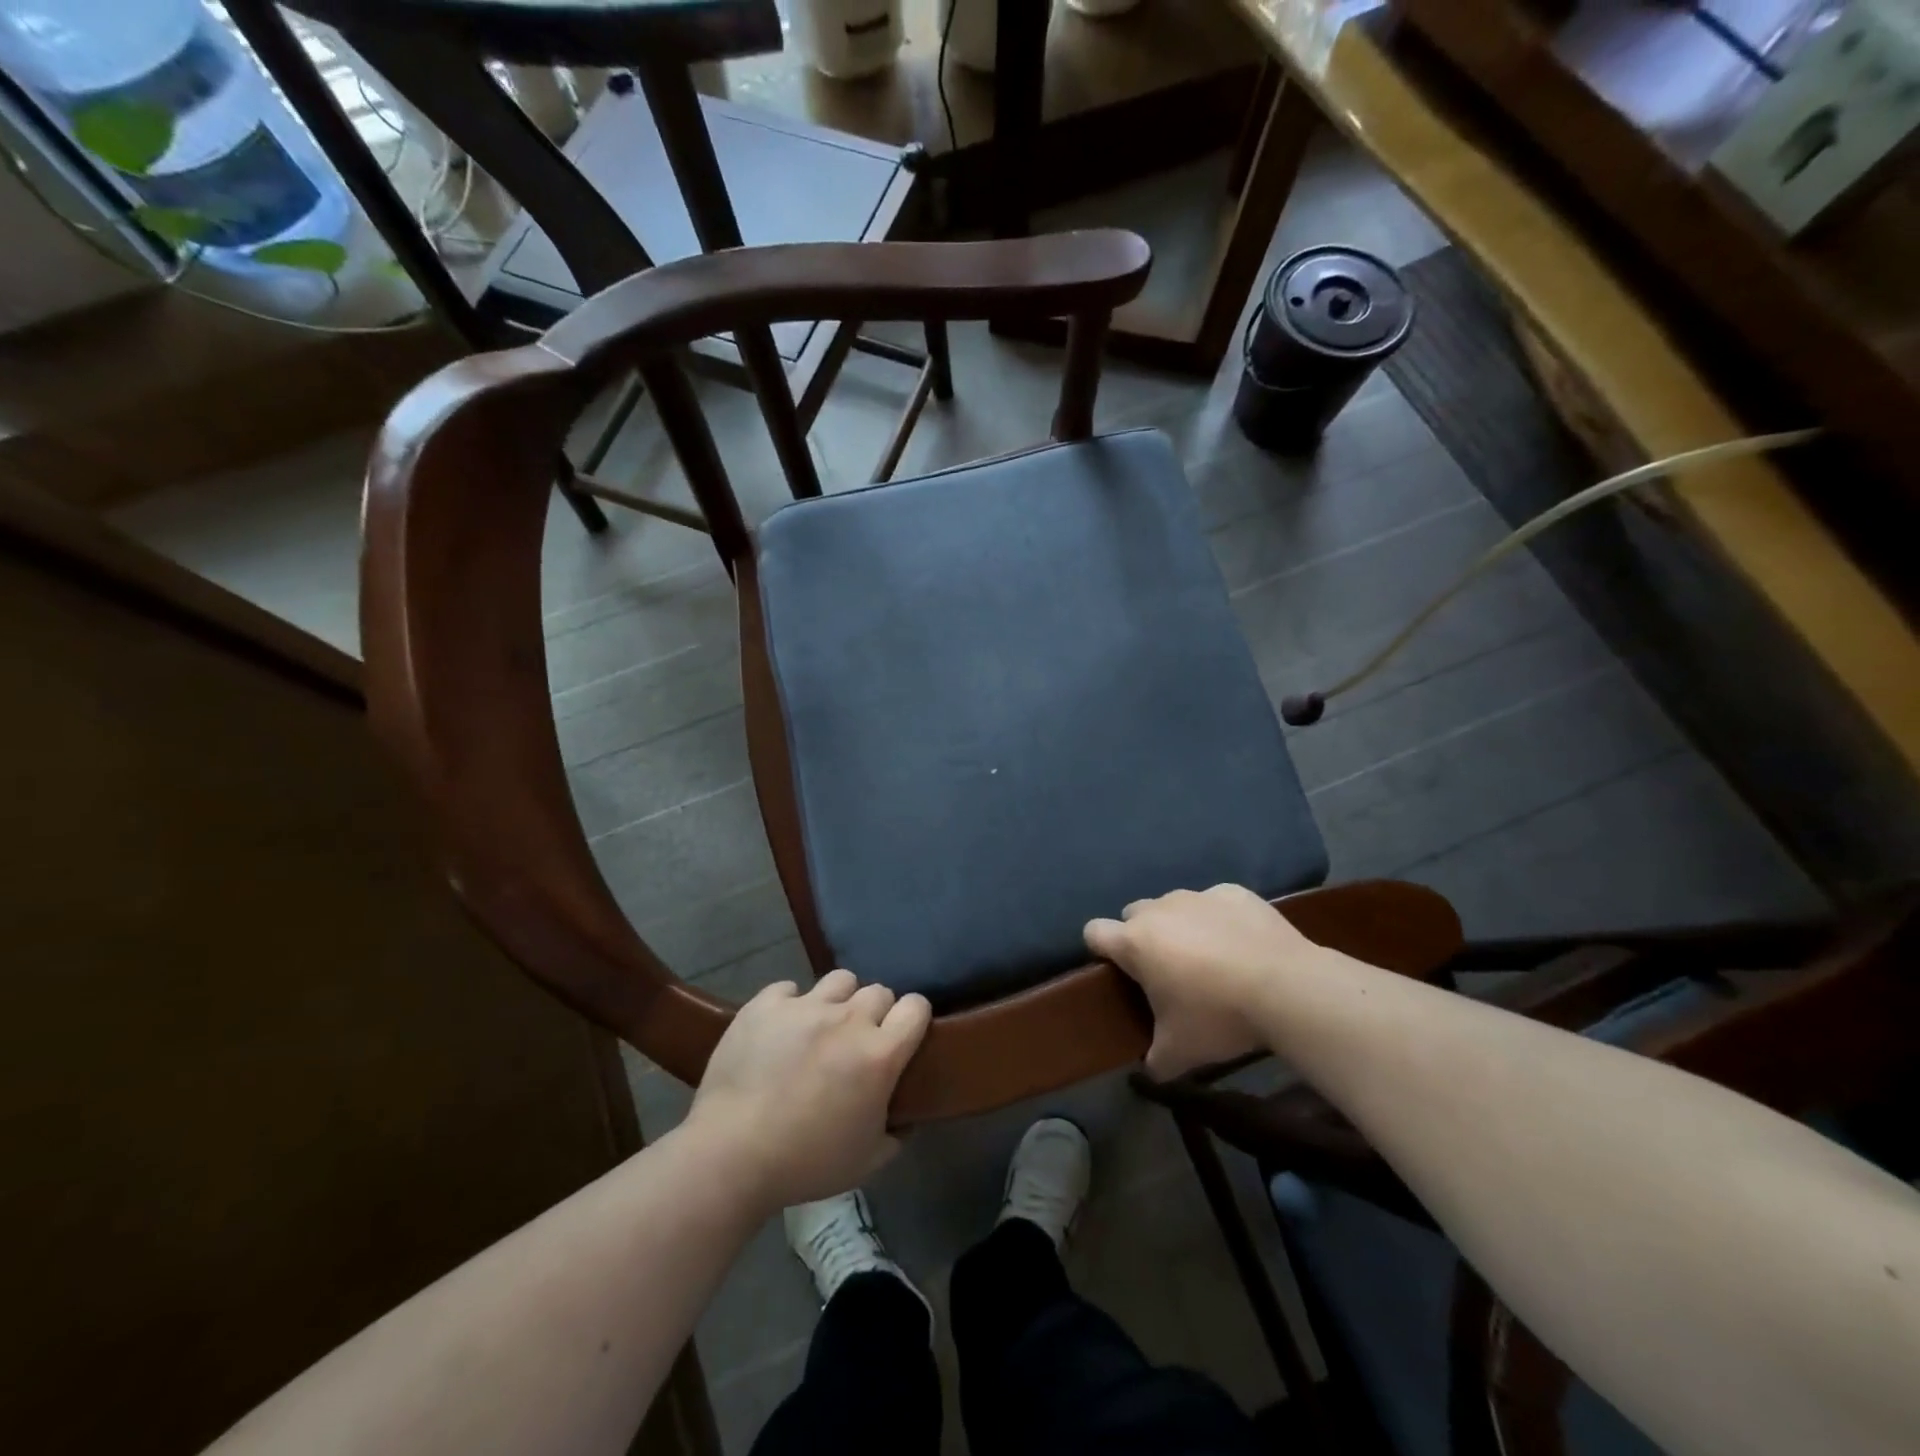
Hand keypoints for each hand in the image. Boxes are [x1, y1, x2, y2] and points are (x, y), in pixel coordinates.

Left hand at [685, 970, 931, 1211]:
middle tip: (857, 1041)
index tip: (904, 1035)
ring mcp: (805, 1006)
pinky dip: (789, 1004)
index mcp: (880, 1054)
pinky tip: (780, 1027)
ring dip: (838, 1000)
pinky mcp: (766, 1004)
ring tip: (822, 1026)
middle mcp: (848, 1019)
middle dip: (875, 1012)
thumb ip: (896, 1134)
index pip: (916, 1007)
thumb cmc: (805, 1163)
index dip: (914, 1018)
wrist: (731, 1154)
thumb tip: (906, 1119)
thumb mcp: (866, 1162)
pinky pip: (788, 988)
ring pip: (839, 980)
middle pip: (878, 991)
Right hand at [1086, 884, 1325, 1077]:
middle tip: (1167, 971)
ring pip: (1175, 905)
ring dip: (1181, 926)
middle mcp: (1159, 910)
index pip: (1094, 932)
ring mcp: (1198, 896)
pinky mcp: (1233, 892)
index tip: (1118, 970)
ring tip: (1210, 959)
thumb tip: (1148, 1071)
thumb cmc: (1219, 1017)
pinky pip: (1215, 903)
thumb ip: (1154, 1062)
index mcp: (1135, 943)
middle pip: (1134, 914)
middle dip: (1143, 937)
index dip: (1100, 949)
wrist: (1287, 987)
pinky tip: (1243, 945)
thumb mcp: (1180, 1054)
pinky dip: (1220, 919)